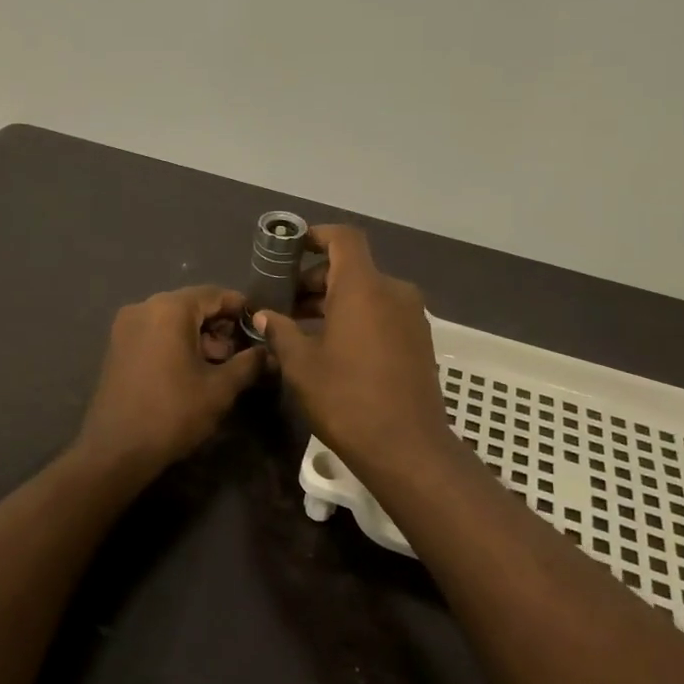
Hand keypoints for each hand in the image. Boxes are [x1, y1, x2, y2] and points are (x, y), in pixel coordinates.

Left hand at [73, 285, 266, 480]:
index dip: (241, 309)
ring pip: (173, 320)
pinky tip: (191, 371)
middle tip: (240, 354)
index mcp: (170, 309)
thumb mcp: (220, 388)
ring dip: (199, 337)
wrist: (116, 450)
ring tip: (219, 367)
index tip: (261, 328)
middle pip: (192, 305)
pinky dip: (176, 344)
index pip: (215, 294)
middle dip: (219, 326)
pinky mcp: (117, 347)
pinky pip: (155, 333)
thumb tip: (268, 353)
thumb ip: (248, 363)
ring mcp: (125, 327)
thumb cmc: (173, 413)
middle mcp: (144, 308)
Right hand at [253, 226, 454, 478]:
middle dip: (315, 278)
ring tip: (301, 327)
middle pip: (352, 268)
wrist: (407, 447)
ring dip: (334, 301)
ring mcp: (411, 317)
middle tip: (284, 302)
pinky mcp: (419, 340)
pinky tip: (332, 346)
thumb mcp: (301, 365)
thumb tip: (264, 315)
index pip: (343, 239)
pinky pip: (382, 313)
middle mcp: (393, 292)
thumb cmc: (347, 399)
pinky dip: (356, 317)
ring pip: (367, 292)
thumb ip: (281, 332)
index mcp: (363, 288)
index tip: (290, 249)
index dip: (316, 236)